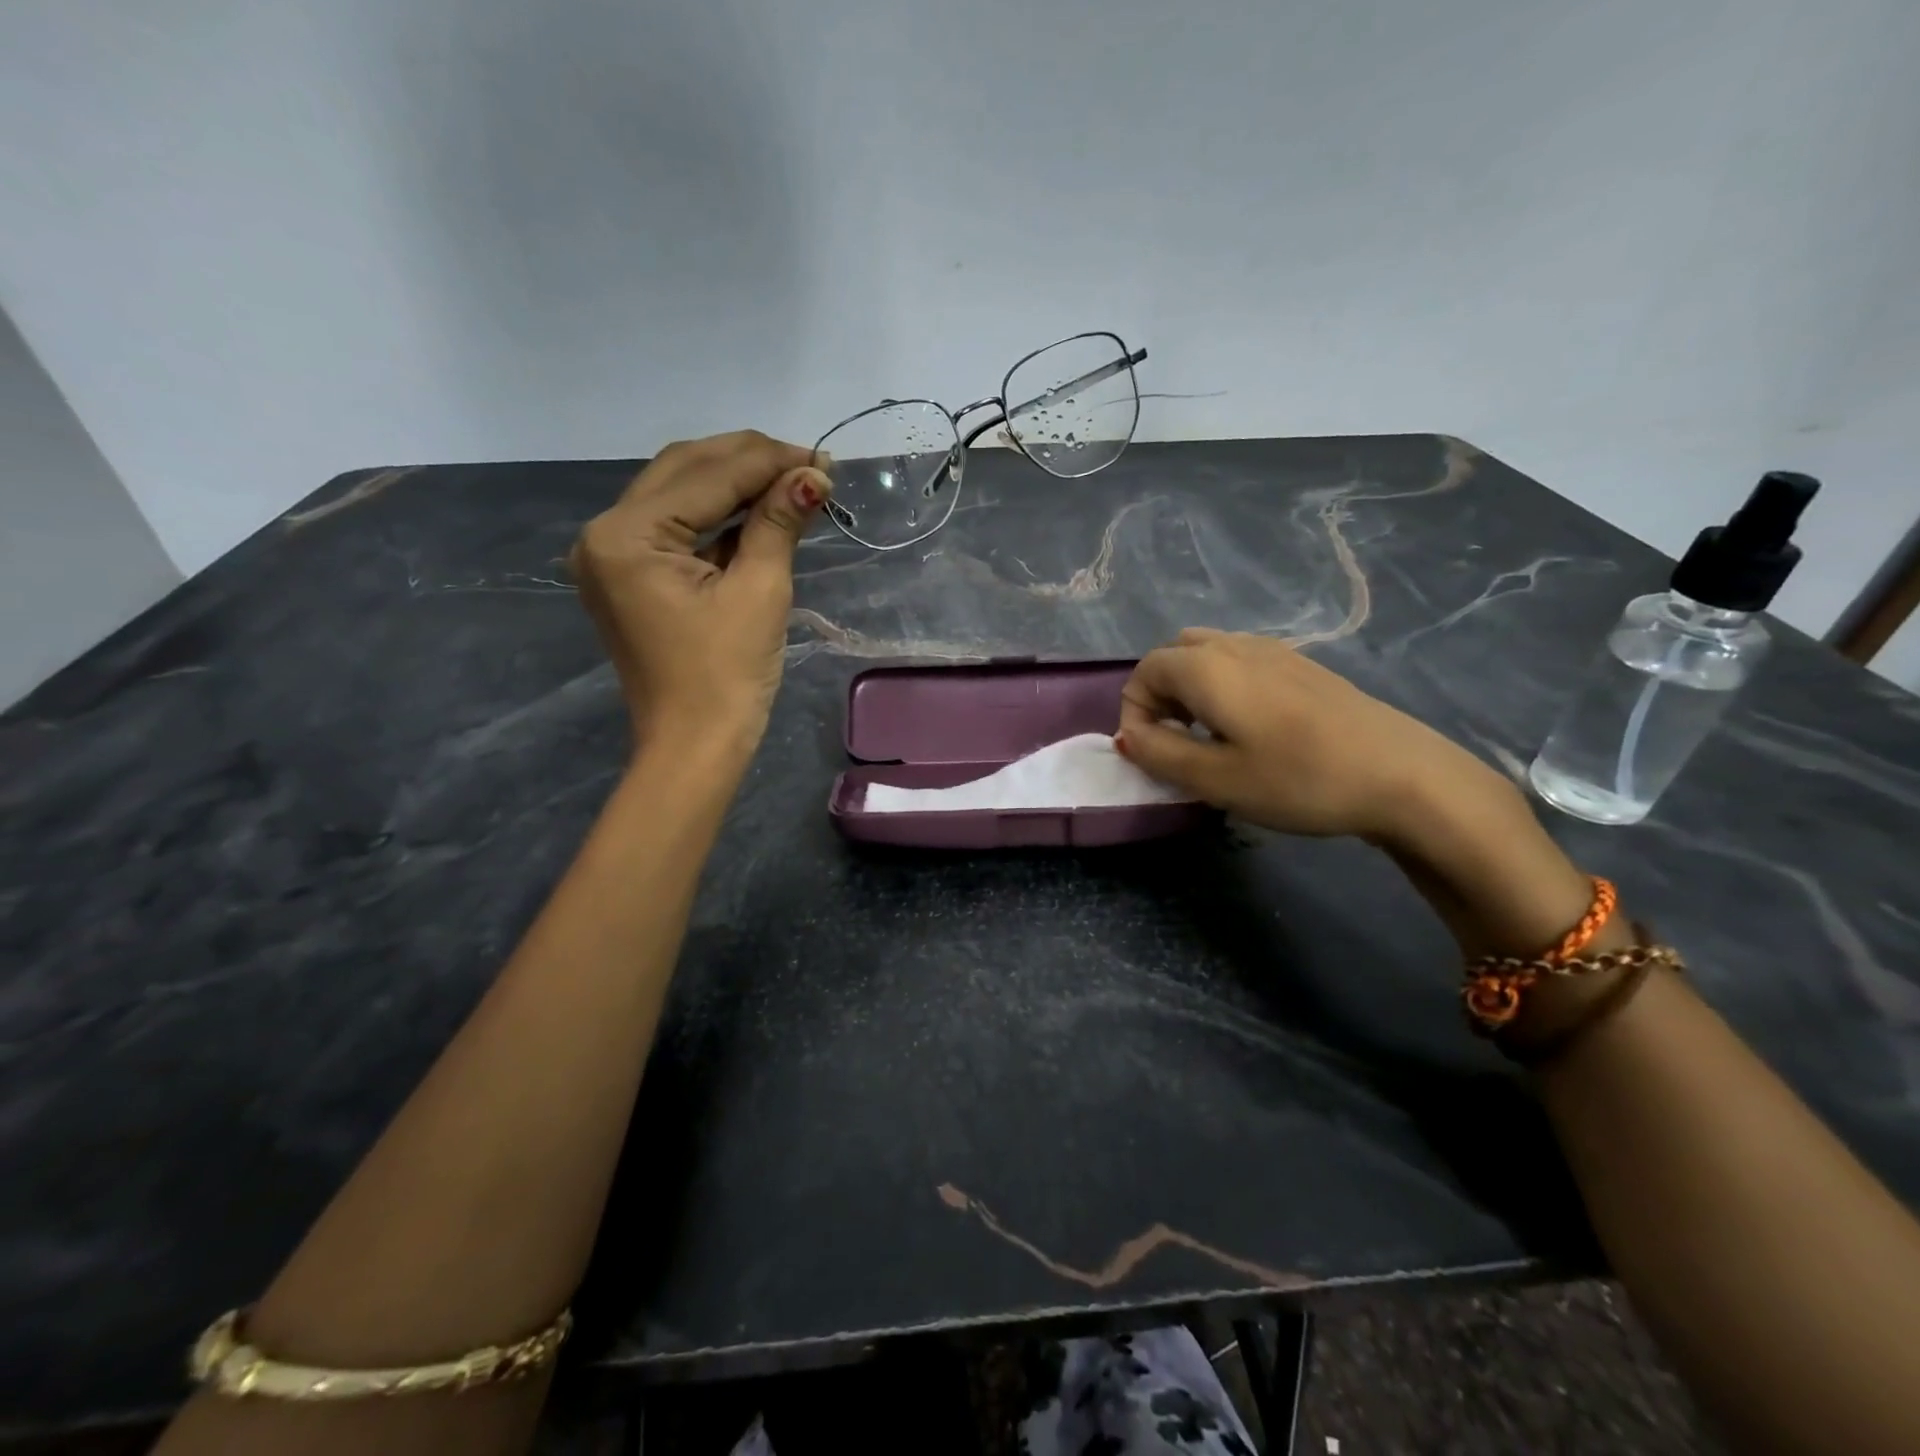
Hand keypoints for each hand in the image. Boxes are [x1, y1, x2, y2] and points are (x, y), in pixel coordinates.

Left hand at [570, 431, 829, 757]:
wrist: (694, 747)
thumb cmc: (728, 677)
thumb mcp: (759, 592)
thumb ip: (778, 522)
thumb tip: (813, 475)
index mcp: (626, 536)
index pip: (707, 476)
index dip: (770, 462)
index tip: (823, 459)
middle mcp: (605, 533)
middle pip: (684, 471)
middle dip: (750, 462)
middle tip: (809, 465)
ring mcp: (612, 555)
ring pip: (679, 493)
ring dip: (735, 484)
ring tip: (792, 483)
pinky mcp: (628, 575)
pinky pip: (675, 527)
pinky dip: (718, 516)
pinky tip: (760, 510)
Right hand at [1116, 628, 1515, 844]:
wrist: (1401, 775)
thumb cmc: (1297, 779)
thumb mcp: (1214, 778)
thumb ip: (1159, 753)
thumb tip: (1128, 736)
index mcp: (1207, 667)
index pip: (1144, 672)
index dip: (1135, 713)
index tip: (1152, 755)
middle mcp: (1235, 645)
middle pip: (1173, 655)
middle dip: (1160, 696)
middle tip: (1175, 741)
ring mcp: (1274, 650)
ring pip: (1208, 655)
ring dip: (1190, 690)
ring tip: (1208, 736)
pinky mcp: (1302, 665)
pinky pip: (1241, 662)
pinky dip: (1223, 686)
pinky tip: (1251, 728)